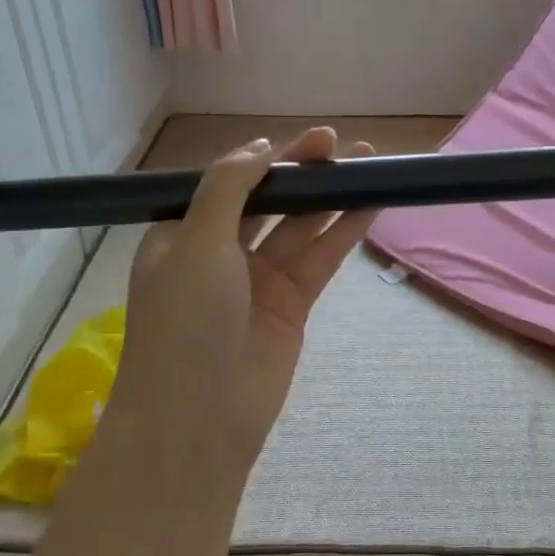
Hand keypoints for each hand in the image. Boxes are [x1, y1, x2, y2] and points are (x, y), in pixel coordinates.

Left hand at [105, 128, 375, 475]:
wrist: (201, 415)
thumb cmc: (186, 319)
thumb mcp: (196, 240)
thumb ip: (229, 187)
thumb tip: (262, 146)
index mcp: (184, 234)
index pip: (230, 183)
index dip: (267, 159)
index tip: (306, 140)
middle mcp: (220, 253)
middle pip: (269, 200)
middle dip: (302, 173)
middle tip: (340, 145)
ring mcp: (259, 280)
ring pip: (301, 227)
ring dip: (331, 197)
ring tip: (369, 163)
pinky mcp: (293, 305)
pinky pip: (321, 258)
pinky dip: (344, 231)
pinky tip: (370, 203)